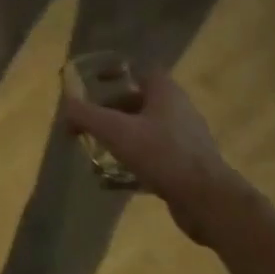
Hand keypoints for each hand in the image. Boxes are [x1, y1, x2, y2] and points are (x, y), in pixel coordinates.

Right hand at [64, 69, 248, 245]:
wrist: (209, 202)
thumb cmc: (162, 154)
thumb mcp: (116, 131)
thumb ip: (86, 115)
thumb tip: (65, 105)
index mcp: (165, 90)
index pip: (138, 71)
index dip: (115, 74)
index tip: (94, 84)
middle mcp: (178, 109)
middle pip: (138, 102)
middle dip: (112, 111)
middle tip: (90, 123)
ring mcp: (186, 139)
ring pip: (146, 131)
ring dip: (122, 139)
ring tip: (98, 151)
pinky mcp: (188, 167)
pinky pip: (154, 157)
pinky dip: (134, 163)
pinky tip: (114, 180)